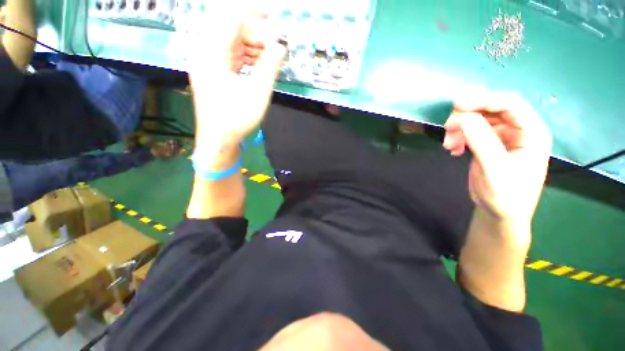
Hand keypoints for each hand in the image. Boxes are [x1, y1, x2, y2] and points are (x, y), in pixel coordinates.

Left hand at [180, 7, 285, 149]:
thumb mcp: (258, 93)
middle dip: (254, 30)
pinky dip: (246, 55)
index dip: (253, 14)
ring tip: (270, 55)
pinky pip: (230, 54)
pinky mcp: (213, 71)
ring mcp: (207, 62)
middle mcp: (204, 51)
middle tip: (274, 41)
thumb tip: (280, 47)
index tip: (273, 18)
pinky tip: (259, 63)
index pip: (231, 17)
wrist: (218, 139)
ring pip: (231, 41)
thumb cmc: (237, 118)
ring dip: (252, 44)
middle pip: (229, 27)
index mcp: (211, 53)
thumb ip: (269, 66)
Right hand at [443, 92, 551, 228]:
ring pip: (478, 120)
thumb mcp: (495, 168)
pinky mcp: (489, 144)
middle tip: (447, 128)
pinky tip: (453, 149)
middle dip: (467, 116)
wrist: (499, 213)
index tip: (457, 106)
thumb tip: (463, 117)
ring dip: (459, 128)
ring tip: (448, 144)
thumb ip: (481, 141)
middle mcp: (519, 130)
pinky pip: (471, 131)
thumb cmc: (505, 195)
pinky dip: (458, 136)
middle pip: (492, 109)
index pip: (510, 104)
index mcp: (532, 132)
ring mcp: (503, 136)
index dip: (484, 100)